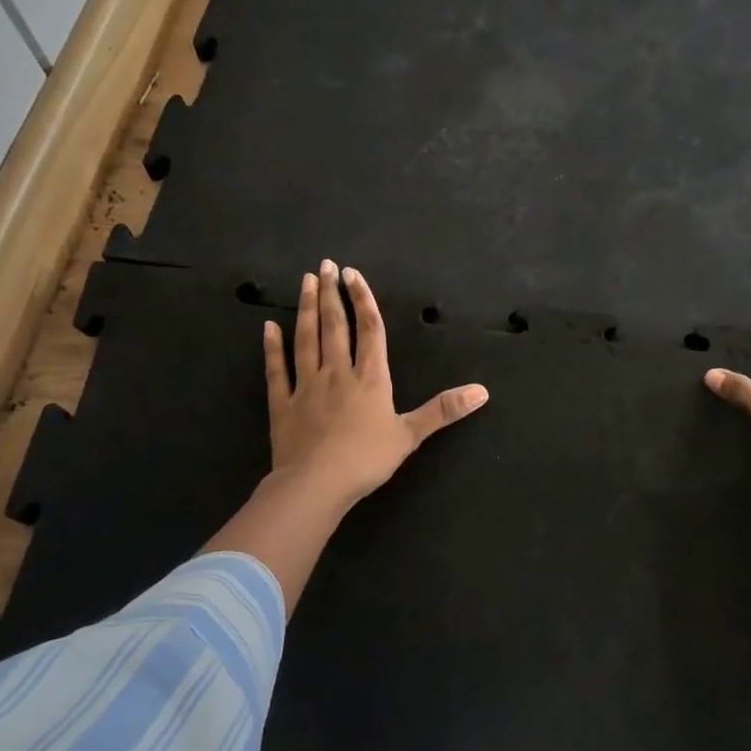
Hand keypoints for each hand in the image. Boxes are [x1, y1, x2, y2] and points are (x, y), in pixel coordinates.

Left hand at [263, 260, 488, 508]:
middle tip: (325, 265)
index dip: (363, 299)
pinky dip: (272, 347)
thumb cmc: (367, 459)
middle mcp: (337, 373)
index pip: (369, 329)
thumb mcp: (411, 435)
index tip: (353, 274)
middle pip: (335, 326)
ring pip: (306, 339)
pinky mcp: (282, 404)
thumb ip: (443, 410)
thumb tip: (482, 391)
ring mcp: (306, 386)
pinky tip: (268, 327)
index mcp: (370, 378)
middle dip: (331, 294)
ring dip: (306, 309)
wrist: (317, 484)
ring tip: (305, 281)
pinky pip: (276, 370)